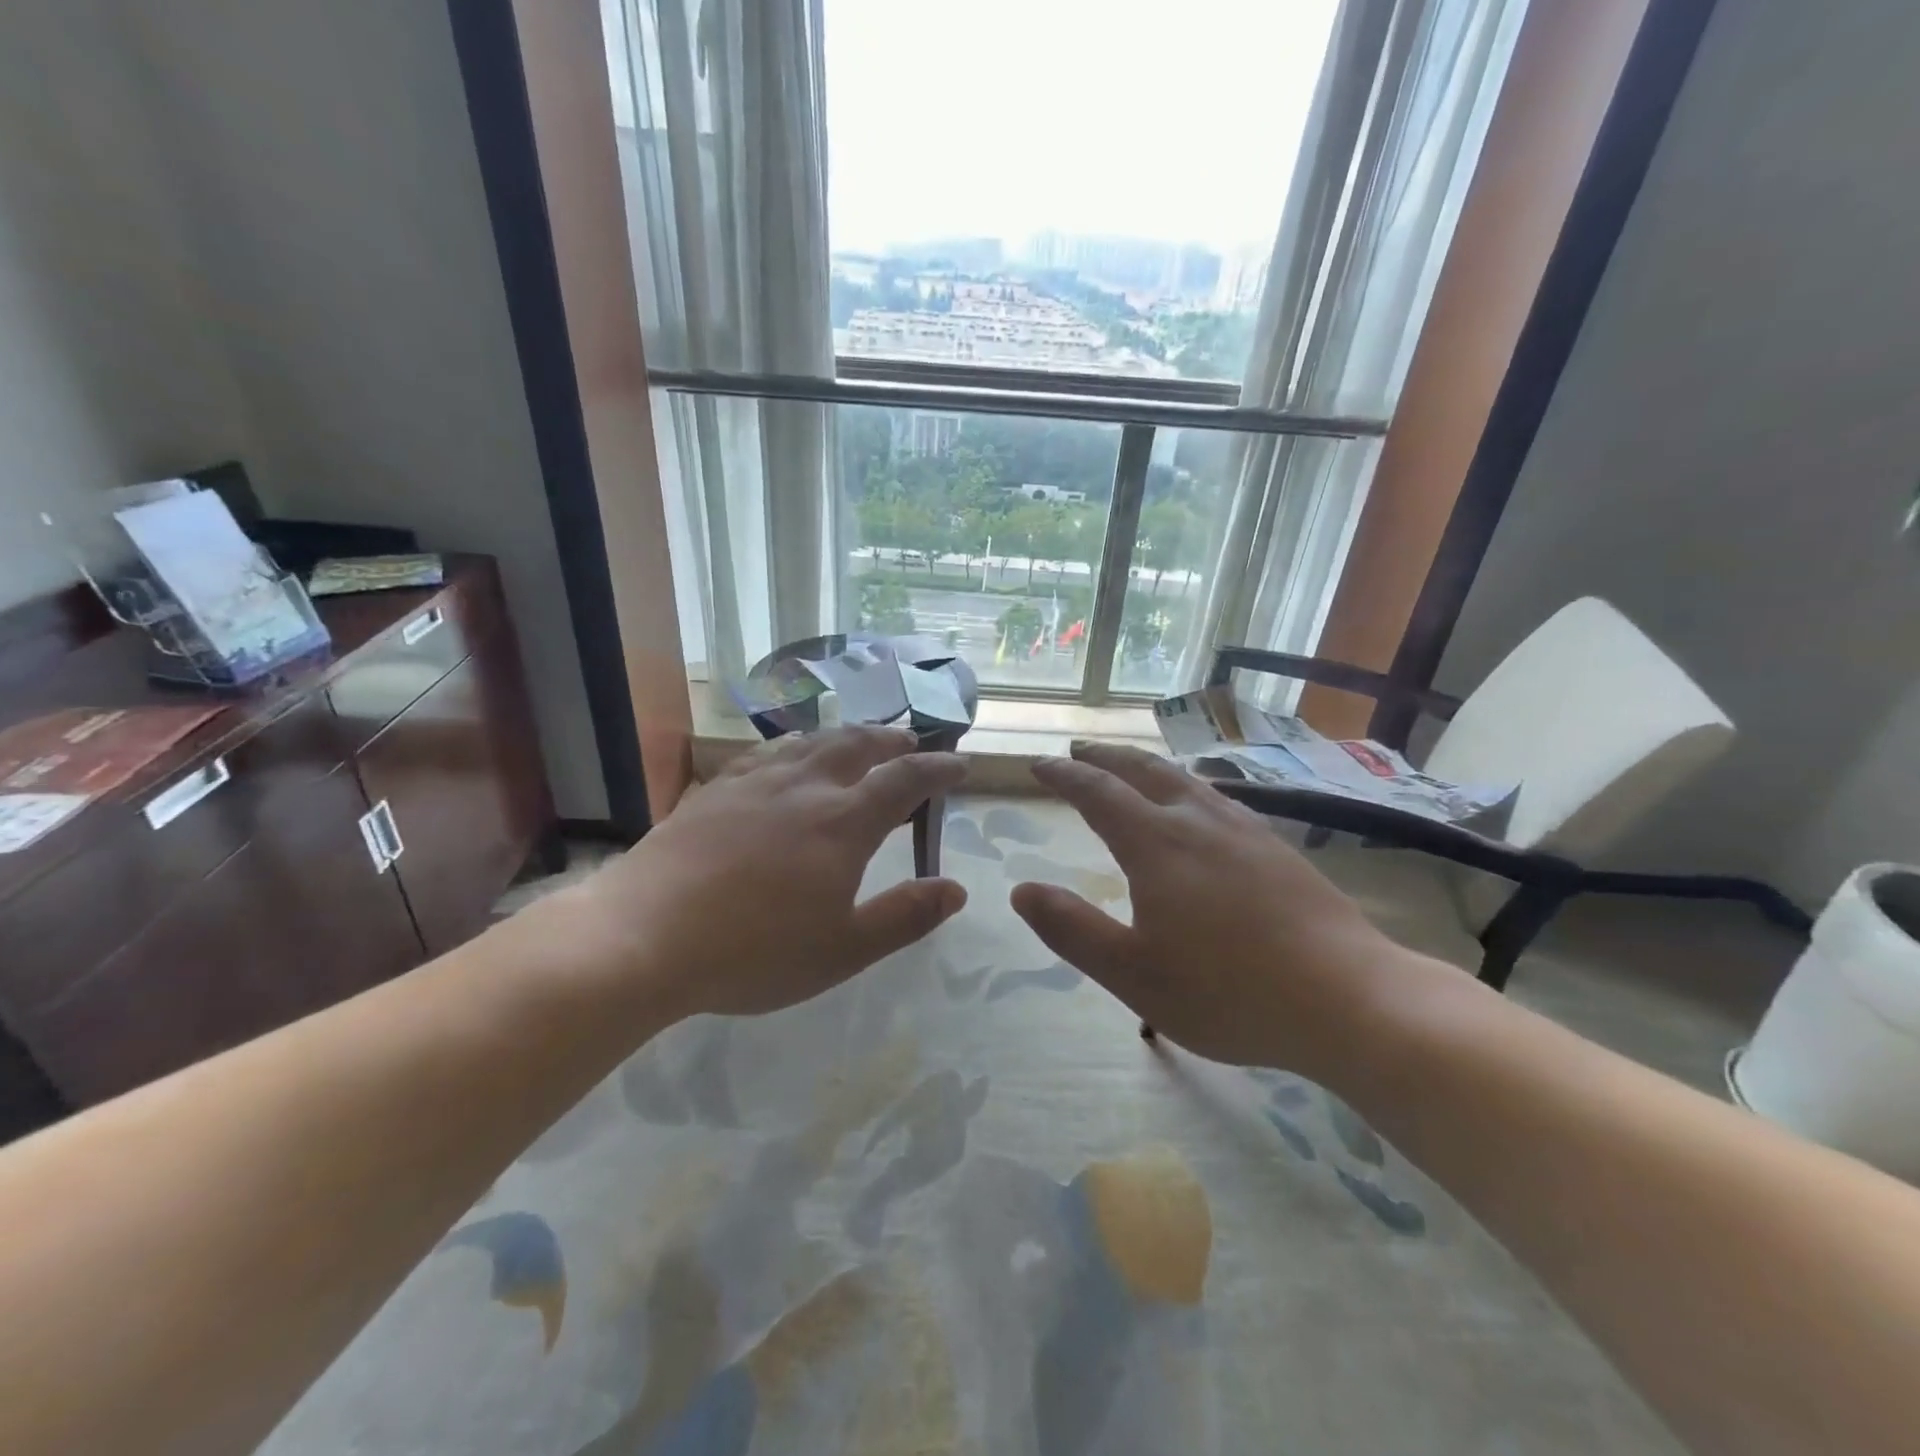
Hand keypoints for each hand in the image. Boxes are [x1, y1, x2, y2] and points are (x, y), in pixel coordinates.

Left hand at [571, 727, 967, 1019]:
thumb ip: (905, 916)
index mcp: (843, 823)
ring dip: (845, 736)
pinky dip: (795, 746)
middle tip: (909, 741)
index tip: (960, 765)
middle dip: (891, 739)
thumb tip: (957, 890)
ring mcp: (754, 783)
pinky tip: (787, 757)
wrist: (644, 936)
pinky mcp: (715, 790)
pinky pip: (767, 753)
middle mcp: (804, 787)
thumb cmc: (753, 952)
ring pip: (811, 742)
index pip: (904, 780)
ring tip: (857, 740)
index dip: (937, 768)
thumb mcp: (843, 950)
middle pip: (857, 745)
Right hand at [1012, 742, 1444, 1079]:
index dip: (1064, 775)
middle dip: (1105, 757)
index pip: (1098, 792)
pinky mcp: (1278, 850)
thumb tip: (1021, 890)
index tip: (1038, 763)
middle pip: (1144, 770)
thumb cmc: (1229, 992)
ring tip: (1131, 770)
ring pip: (1186, 781)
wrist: (1350, 999)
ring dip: (1147, 767)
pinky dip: (1186, 789)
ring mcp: (1245, 831)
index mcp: (1157, 845)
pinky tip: (1199, 810)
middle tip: (1080, 750)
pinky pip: (1217, 800)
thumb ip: (1072, 930)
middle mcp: (1199, 822)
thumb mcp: (1133, 974)